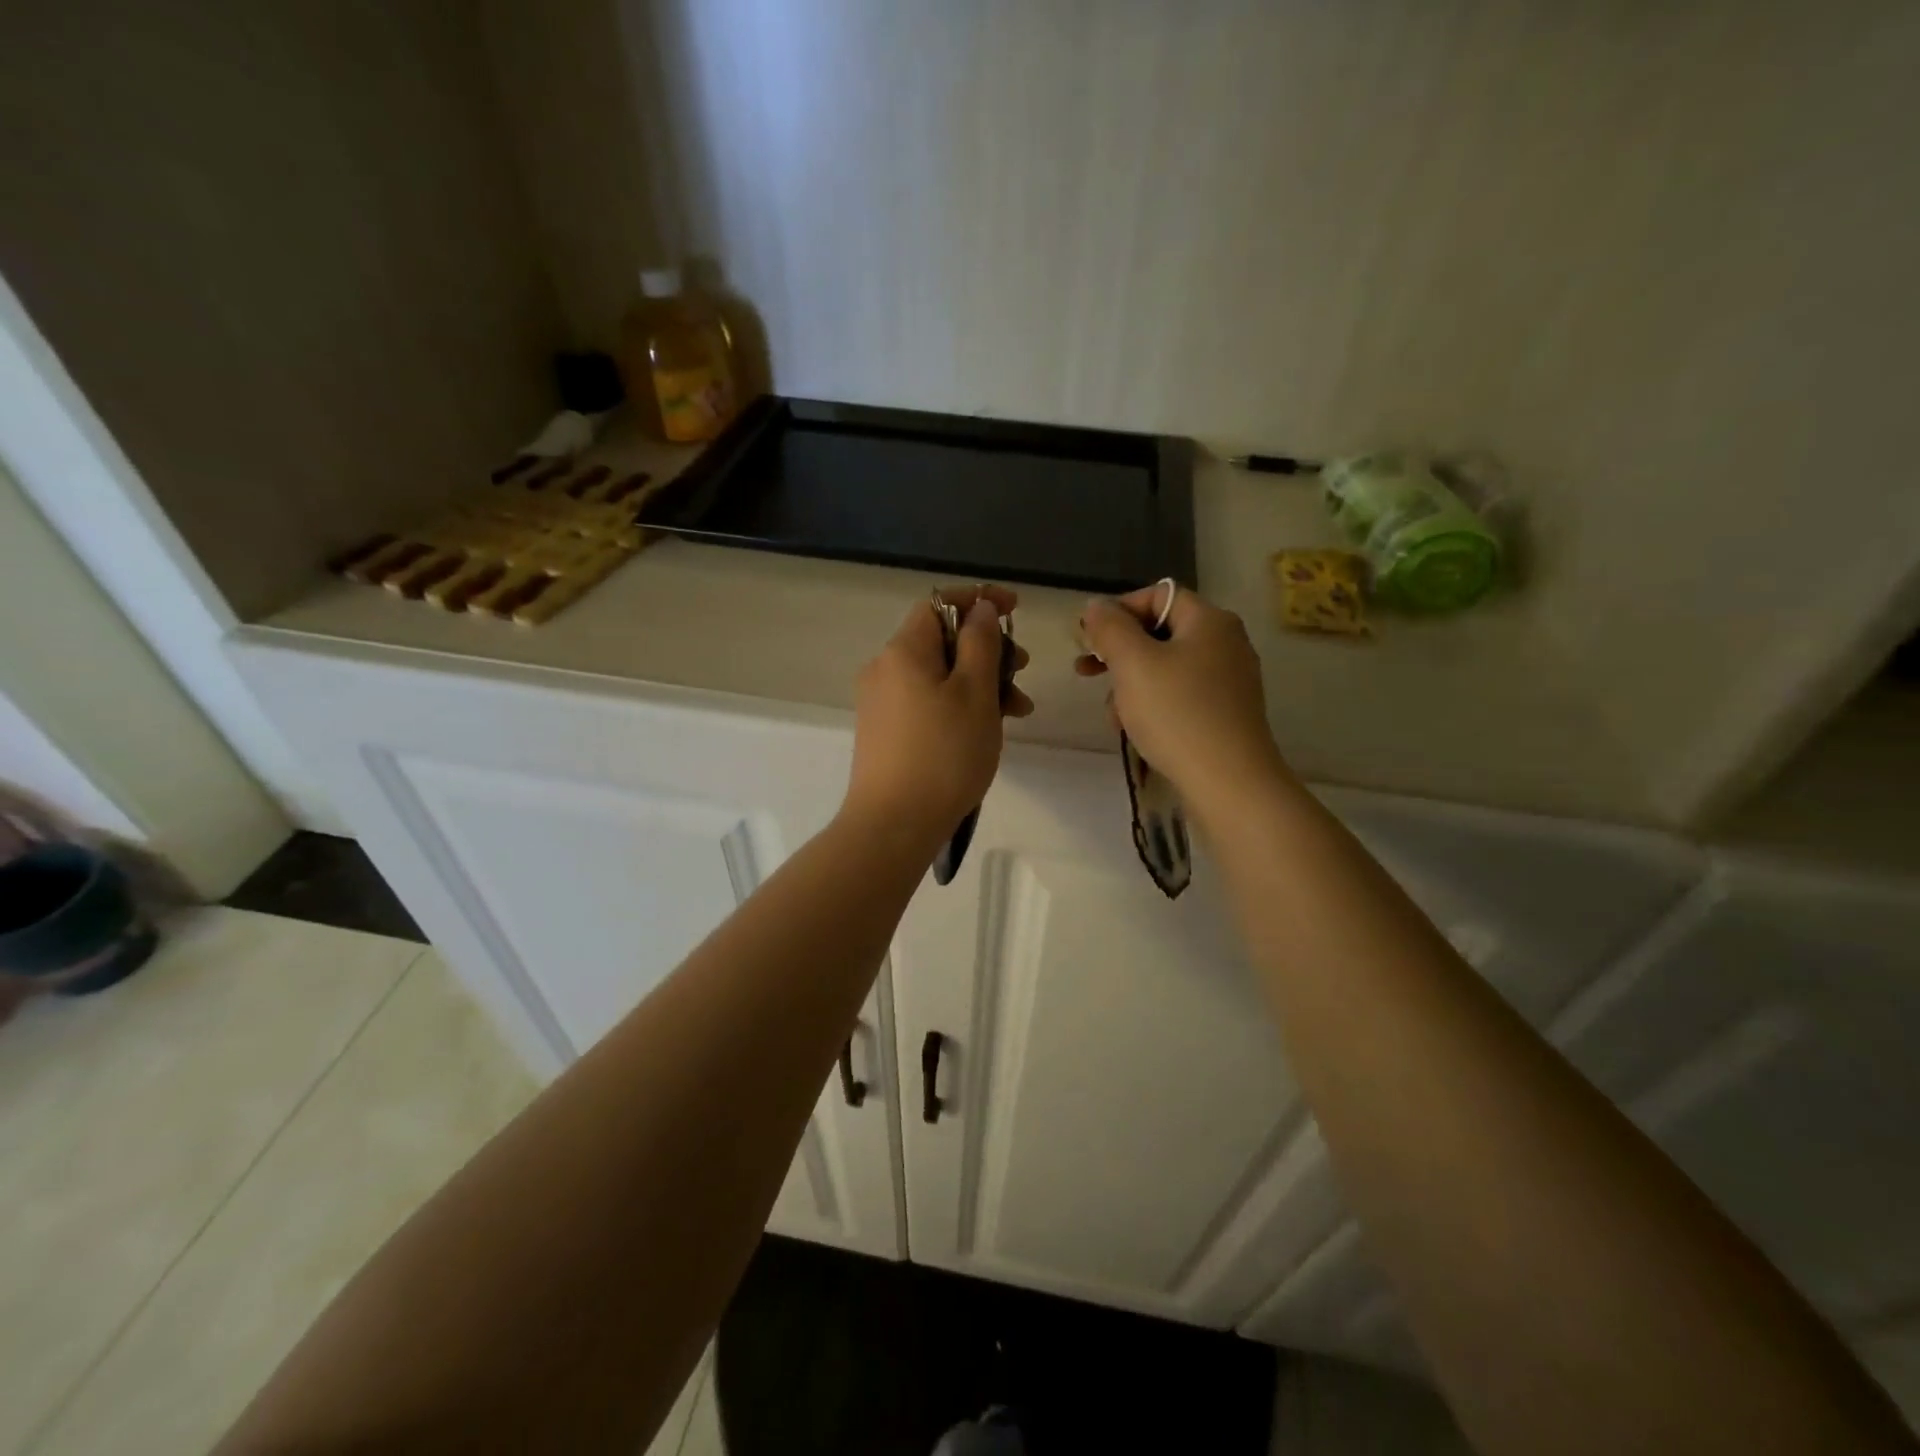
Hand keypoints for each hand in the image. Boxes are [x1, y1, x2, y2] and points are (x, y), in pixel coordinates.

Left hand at [843, 584, 1033, 853]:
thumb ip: (981, 643)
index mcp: (904, 650)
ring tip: (1018, 712)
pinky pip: (927, 701)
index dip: (979, 600)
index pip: (940, 603)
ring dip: (980, 682)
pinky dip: (958, 705)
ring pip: (938, 675)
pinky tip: (986, 730)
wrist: (893, 825)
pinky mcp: (884, 731)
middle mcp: (885, 668)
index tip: (1016, 609)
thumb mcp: (975, 693)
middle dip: (987, 649)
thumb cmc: (944, 754)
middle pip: (941, 640)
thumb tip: (980, 608)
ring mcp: (881, 702)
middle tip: (1023, 671)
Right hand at [1076, 584, 1289, 821]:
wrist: (1229, 782)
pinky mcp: (1226, 713)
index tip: (1087, 638)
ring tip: (1112, 714)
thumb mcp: (1133, 664)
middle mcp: (1225, 643)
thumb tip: (1096, 605)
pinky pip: (1180, 696)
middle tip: (1085, 671)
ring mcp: (1229, 681)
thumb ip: (1110, 628)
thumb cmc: (1177, 714)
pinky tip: (1136, 730)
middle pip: (1160, 632)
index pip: (1157, 595)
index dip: (1118, 611)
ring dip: (1131, 685)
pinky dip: (1153, 705)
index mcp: (1209, 621)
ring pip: (1166, 668)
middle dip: (1119, 652)